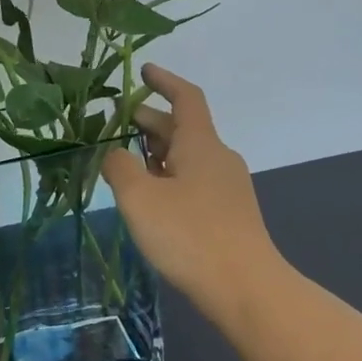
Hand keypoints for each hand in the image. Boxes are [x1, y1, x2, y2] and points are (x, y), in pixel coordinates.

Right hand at [103, 65, 287, 323]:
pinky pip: (194, 181)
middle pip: (182, 128)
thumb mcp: (140, 198)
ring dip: (157, 152)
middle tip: (117, 122)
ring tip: (127, 160)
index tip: (143, 72)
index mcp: (200, 143)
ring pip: (187, 156)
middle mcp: (218, 157)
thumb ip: (120, 168)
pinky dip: (169, 176)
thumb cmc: (190, 235)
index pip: (185, 97)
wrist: (247, 289)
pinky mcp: (229, 214)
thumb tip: (114, 154)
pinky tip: (152, 198)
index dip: (164, 81)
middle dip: (149, 121)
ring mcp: (227, 187)